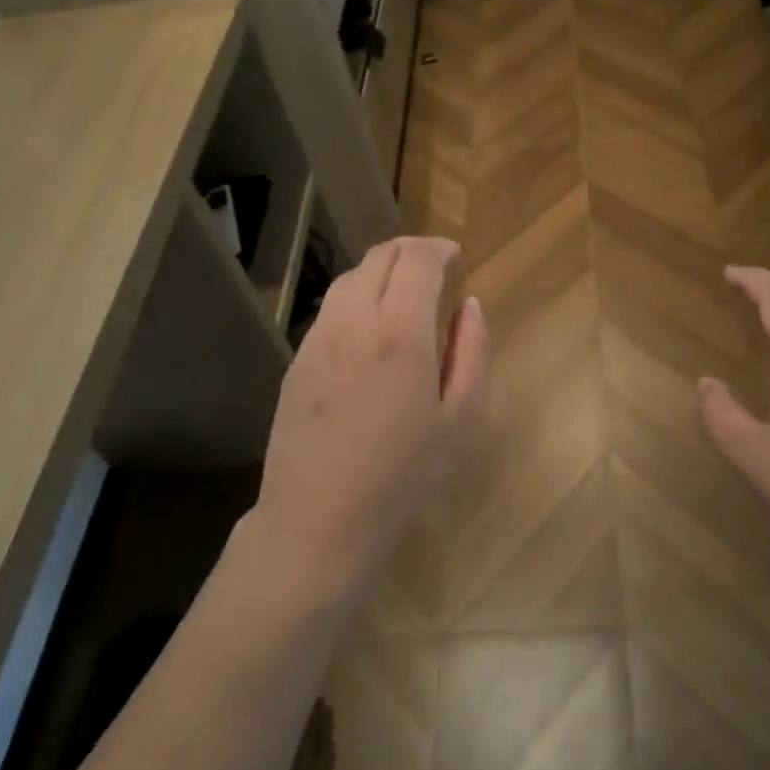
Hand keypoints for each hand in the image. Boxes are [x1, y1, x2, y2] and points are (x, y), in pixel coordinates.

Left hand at [251, 237, 489, 605]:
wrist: (317, 520)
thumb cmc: (403, 475)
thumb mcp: (462, 419)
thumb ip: (473, 353)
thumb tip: (469, 307)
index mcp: (399, 334)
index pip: (417, 261)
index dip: (439, 249)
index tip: (455, 256)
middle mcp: (353, 323)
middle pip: (379, 258)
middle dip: (410, 250)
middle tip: (435, 264)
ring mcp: (318, 339)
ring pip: (349, 279)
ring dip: (381, 270)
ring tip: (404, 290)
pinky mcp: (297, 360)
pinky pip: (331, 309)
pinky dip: (357, 297)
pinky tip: (371, 326)